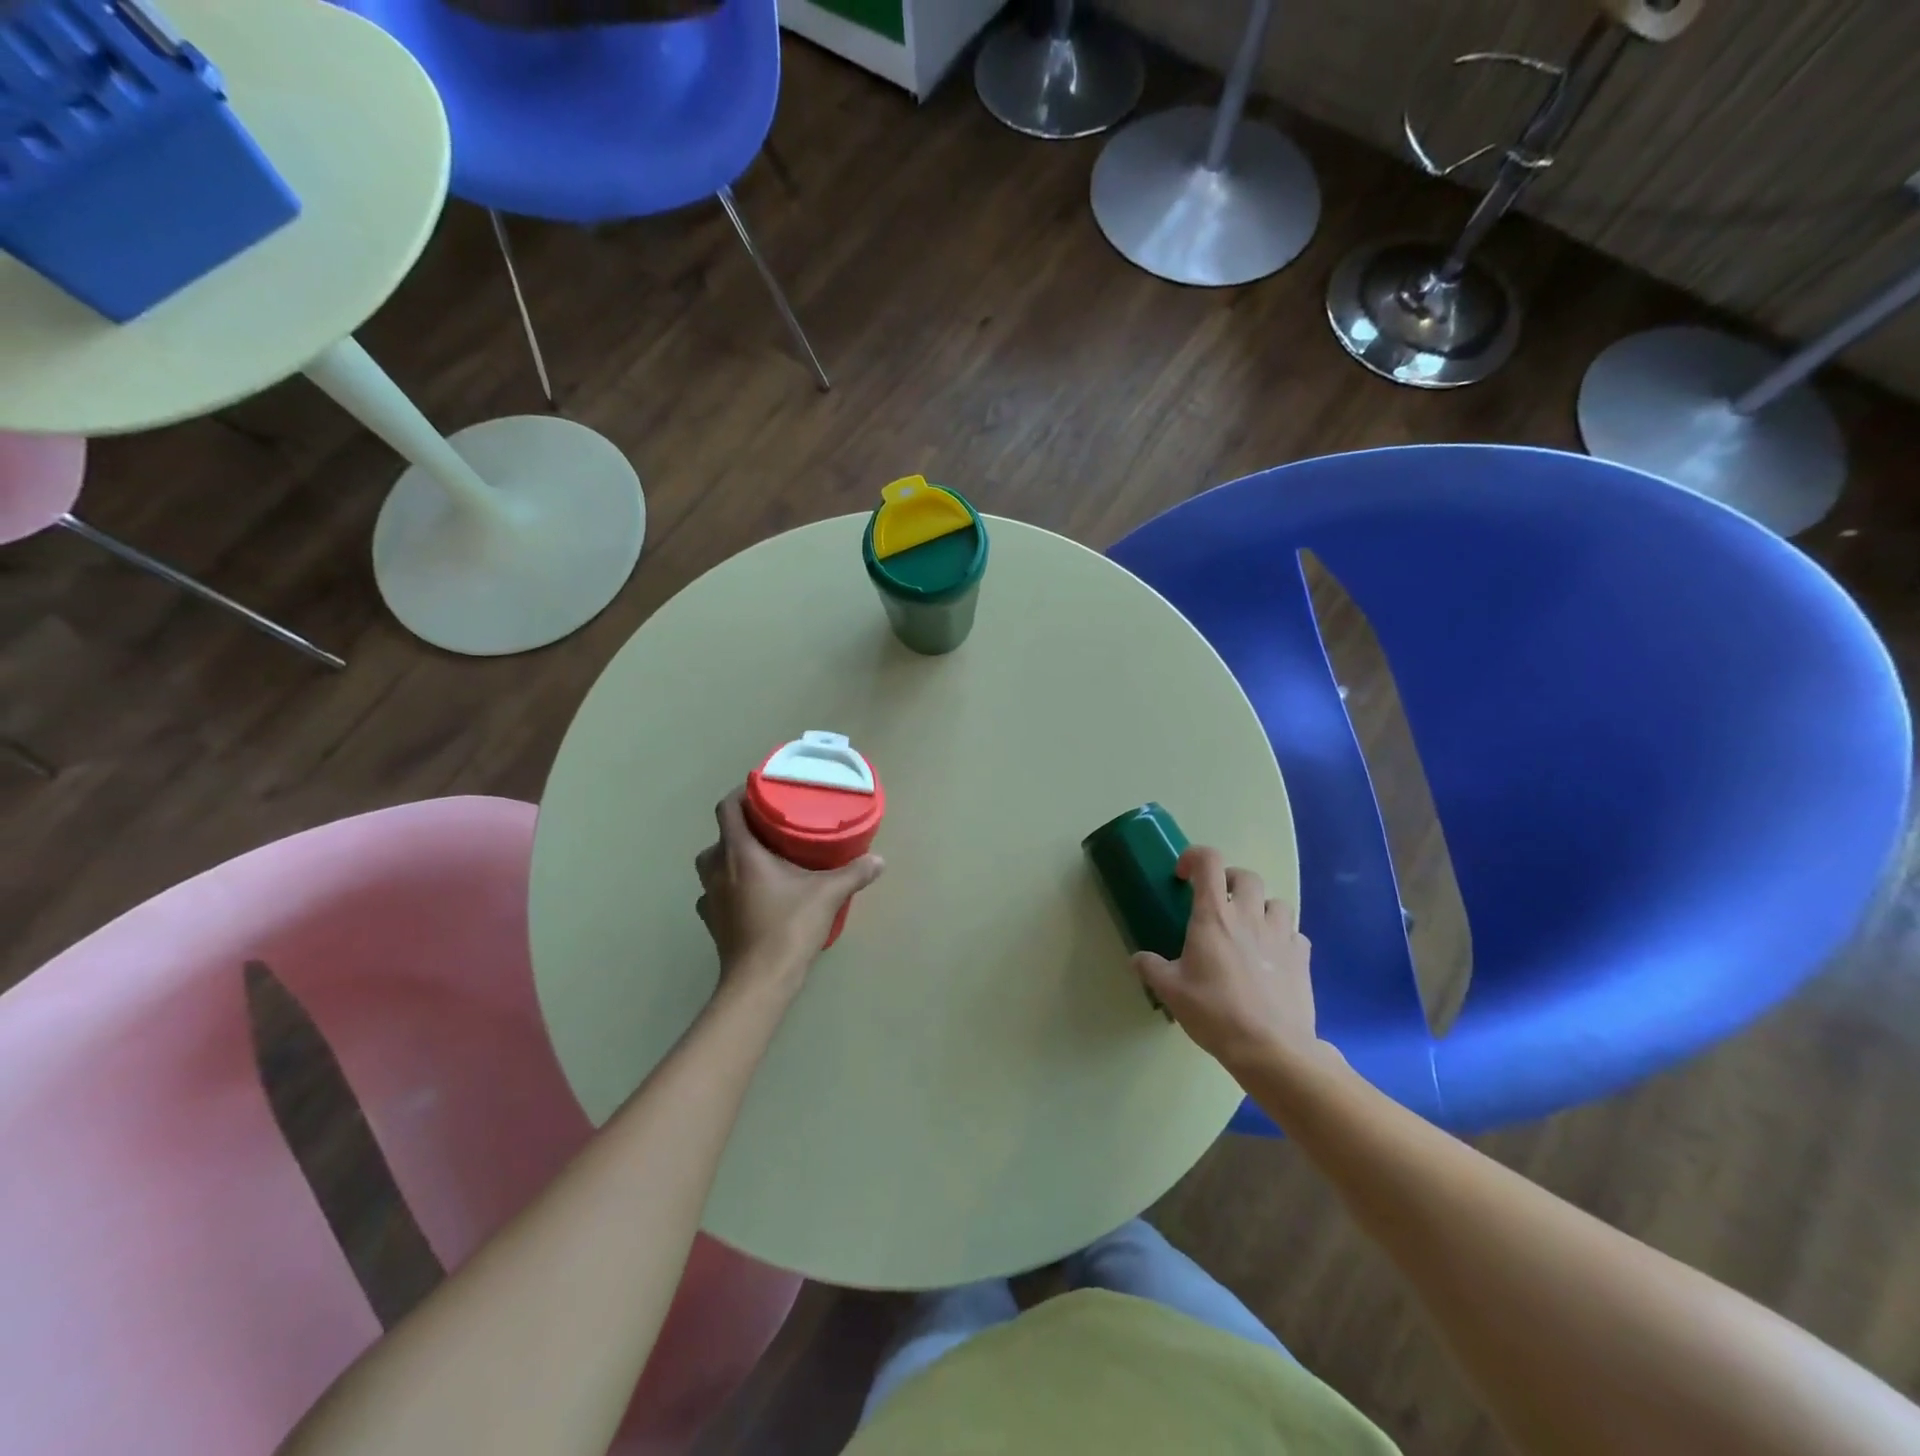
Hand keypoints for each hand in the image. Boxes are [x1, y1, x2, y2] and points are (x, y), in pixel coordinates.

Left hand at [694, 789, 884, 1000]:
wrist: (759, 981)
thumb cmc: (788, 927)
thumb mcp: (828, 894)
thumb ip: (854, 873)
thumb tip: (879, 860)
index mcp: (739, 853)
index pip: (726, 808)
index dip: (741, 794)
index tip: (762, 791)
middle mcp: (717, 869)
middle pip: (720, 836)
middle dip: (741, 829)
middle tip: (771, 830)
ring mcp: (709, 897)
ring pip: (713, 865)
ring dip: (732, 858)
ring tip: (762, 861)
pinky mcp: (711, 921)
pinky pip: (715, 893)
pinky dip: (729, 888)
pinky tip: (751, 895)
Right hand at [1133, 846, 1319, 1072]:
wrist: (1272, 1049)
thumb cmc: (1215, 1012)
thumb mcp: (1171, 992)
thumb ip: (1152, 968)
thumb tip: (1138, 958)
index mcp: (1214, 916)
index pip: (1209, 862)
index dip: (1194, 858)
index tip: (1183, 875)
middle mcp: (1249, 916)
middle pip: (1246, 876)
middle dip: (1229, 880)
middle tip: (1217, 901)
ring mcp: (1281, 935)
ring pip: (1276, 902)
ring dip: (1260, 907)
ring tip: (1248, 927)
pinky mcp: (1302, 958)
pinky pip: (1295, 933)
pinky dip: (1283, 936)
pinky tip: (1272, 956)